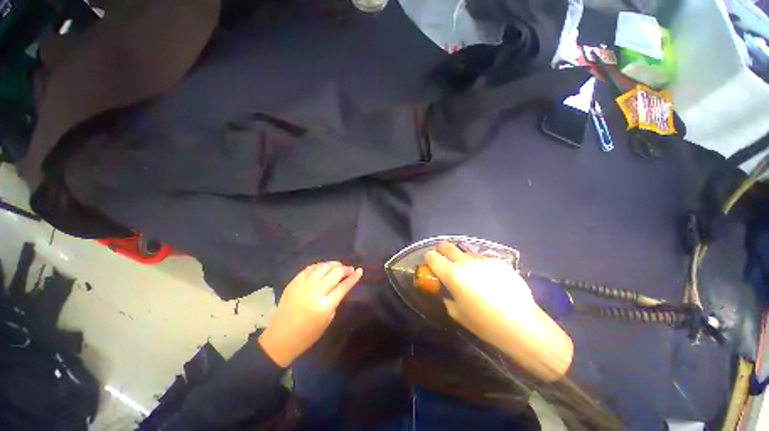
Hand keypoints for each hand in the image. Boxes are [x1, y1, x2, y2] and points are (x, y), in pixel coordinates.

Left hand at [259, 262, 362, 367]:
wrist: (280, 338)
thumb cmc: (308, 335)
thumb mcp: (328, 320)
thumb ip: (336, 300)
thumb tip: (343, 284)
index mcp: (324, 306)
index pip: (343, 286)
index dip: (354, 277)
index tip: (360, 270)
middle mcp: (314, 292)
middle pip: (334, 273)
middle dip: (345, 268)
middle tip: (349, 269)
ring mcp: (302, 286)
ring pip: (322, 267)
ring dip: (333, 264)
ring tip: (338, 266)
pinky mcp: (293, 283)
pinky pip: (309, 268)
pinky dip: (319, 266)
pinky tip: (323, 267)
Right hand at [426, 242, 572, 381]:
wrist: (522, 325)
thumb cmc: (485, 323)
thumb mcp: (457, 314)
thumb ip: (447, 298)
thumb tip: (446, 291)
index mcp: (452, 274)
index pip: (432, 257)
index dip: (429, 259)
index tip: (430, 264)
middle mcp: (466, 262)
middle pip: (447, 247)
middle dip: (442, 250)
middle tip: (445, 260)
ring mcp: (484, 260)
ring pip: (466, 253)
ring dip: (463, 260)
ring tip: (471, 274)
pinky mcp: (499, 262)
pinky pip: (483, 260)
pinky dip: (480, 266)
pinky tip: (490, 279)